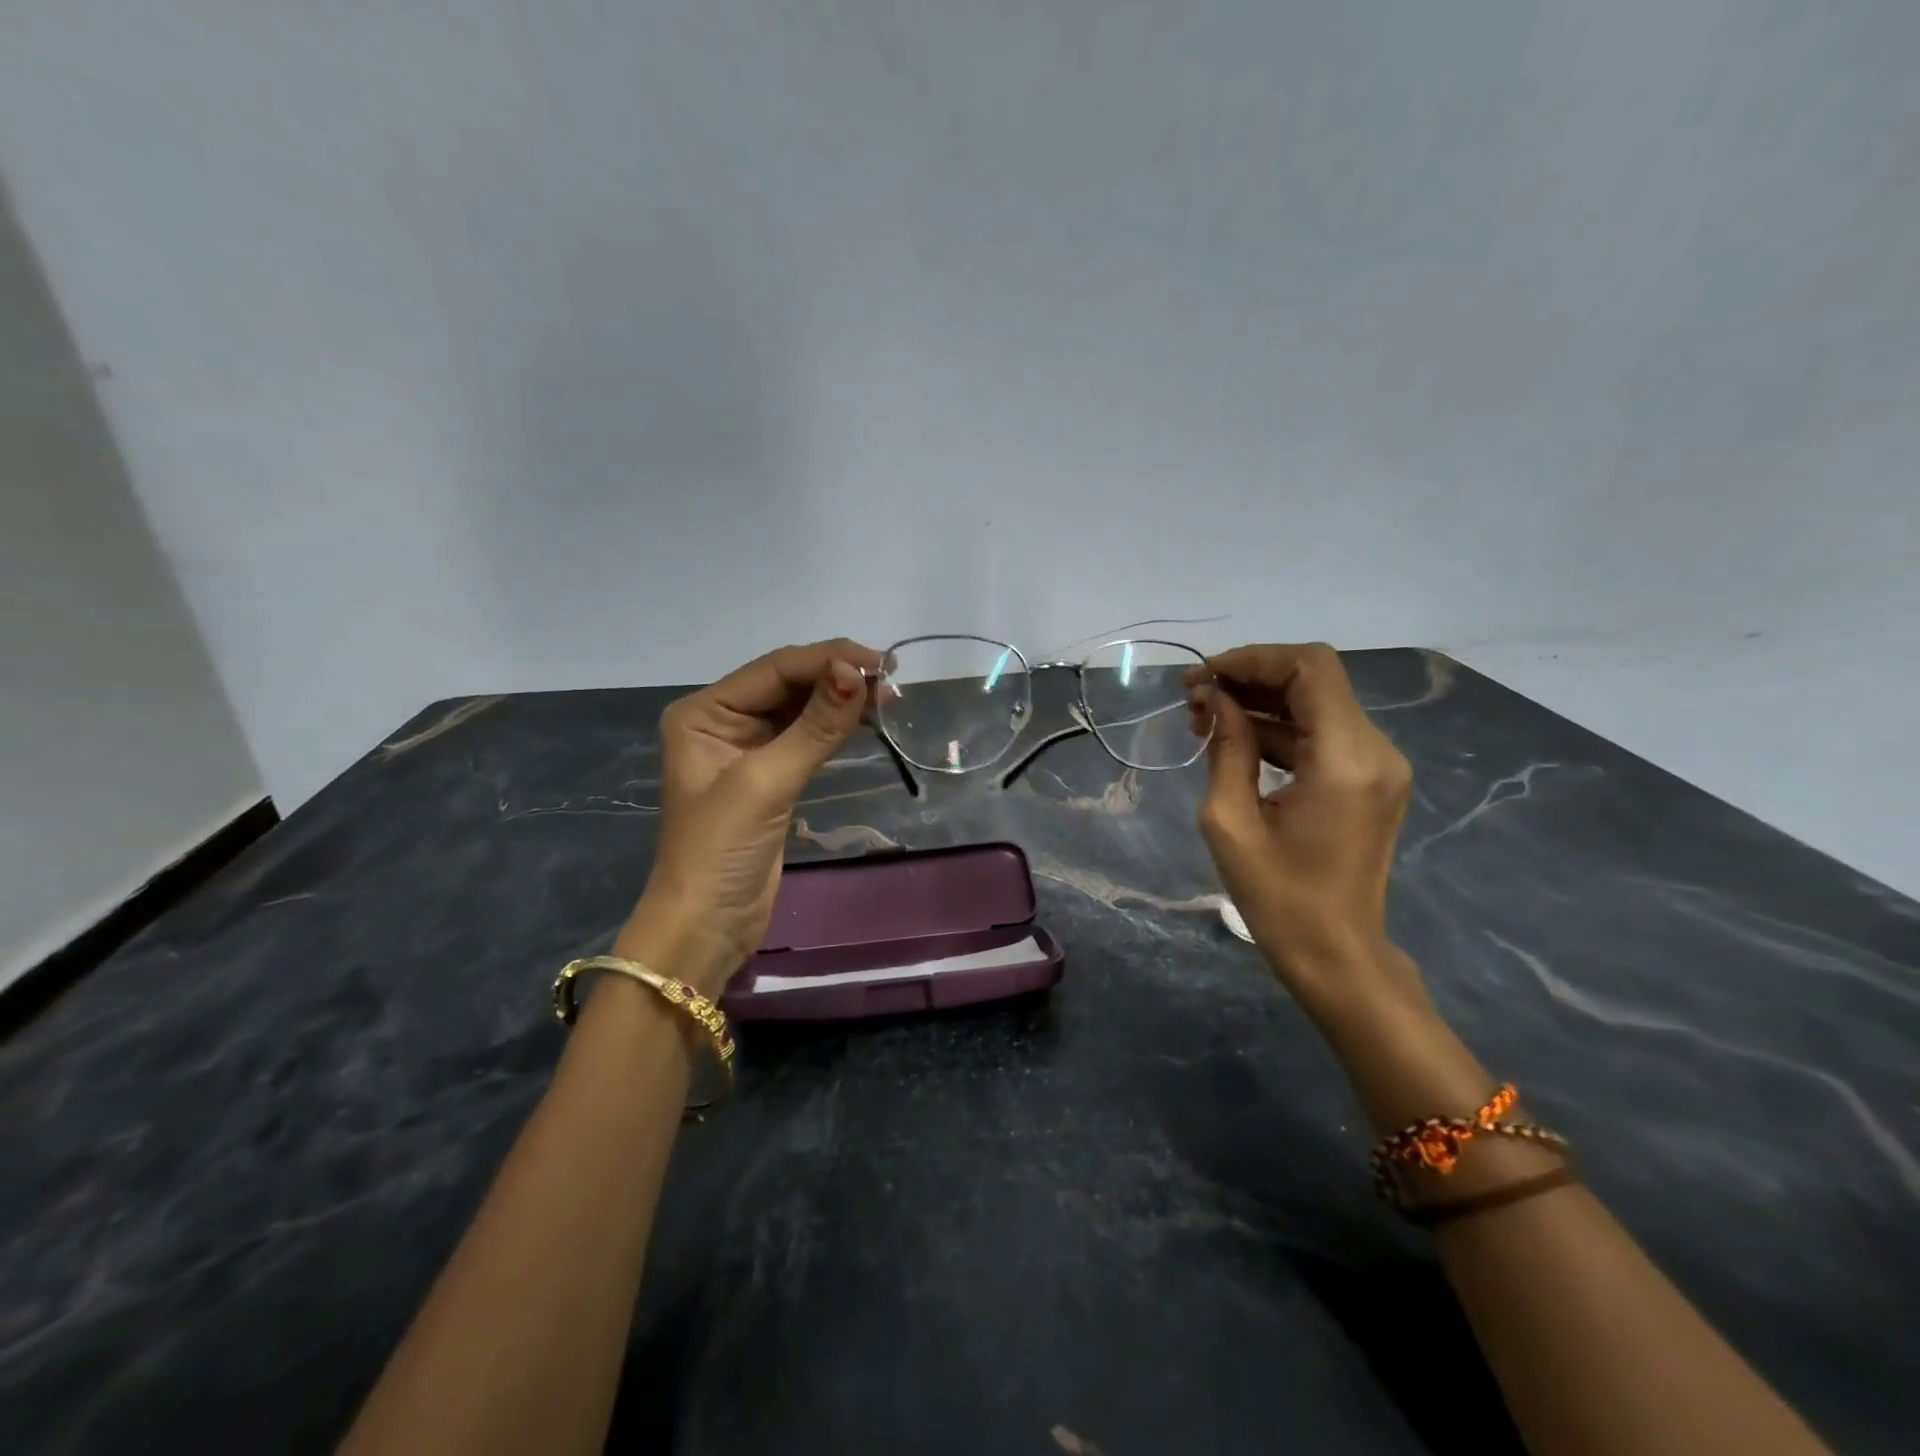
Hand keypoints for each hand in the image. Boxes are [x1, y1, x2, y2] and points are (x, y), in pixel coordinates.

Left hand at [616, 639, 882, 994]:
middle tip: (893, 681)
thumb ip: (814, 726)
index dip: (827, 659)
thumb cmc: (721, 851)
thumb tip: (857, 673)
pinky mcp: (769, 776)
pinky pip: (805, 737)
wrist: (706, 927)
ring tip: (890, 699)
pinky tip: (865, 720)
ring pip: (800, 709)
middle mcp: (722, 721)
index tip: (881, 663)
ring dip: (841, 701)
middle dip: (838, 678)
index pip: (774, 669)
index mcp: (704, 712)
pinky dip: (835, 728)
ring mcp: (746, 750)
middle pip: (788, 684)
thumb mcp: (766, 782)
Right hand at [1187, 643, 1423, 1015]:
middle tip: (1194, 697)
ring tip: (1204, 720)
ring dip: (1260, 702)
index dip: (1252, 659)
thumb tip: (1212, 697)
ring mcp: (1377, 764)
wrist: (1336, 954)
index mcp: (1345, 758)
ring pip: (1316, 703)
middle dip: (1250, 677)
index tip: (1202, 677)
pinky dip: (1278, 728)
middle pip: (1314, 679)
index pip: (1309, 668)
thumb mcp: (1230, 820)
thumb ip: (1225, 746)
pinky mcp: (1369, 779)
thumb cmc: (1278, 897)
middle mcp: (1375, 749)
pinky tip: (1234, 742)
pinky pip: (1321, 733)